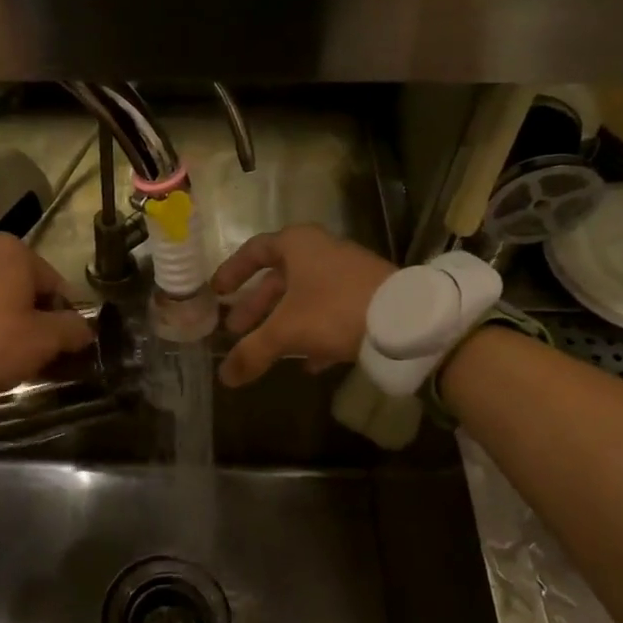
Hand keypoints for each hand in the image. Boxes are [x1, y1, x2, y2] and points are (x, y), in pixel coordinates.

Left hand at [0, 235, 93, 393]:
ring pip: (1, 301)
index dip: (65, 322)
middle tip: (36, 357)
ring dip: (10, 326)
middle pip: (28, 293)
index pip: (58, 289)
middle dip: (36, 323)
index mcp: (17, 251)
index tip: (61, 350)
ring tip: (7, 358)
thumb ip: (72, 330)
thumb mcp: (43, 340)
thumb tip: (85, 329)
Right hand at [211, 226, 396, 387]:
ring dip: (282, 322)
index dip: (233, 271)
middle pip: (279, 278)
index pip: (254, 251)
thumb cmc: (334, 310)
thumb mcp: (286, 331)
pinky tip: (308, 364)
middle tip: (237, 329)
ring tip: (266, 350)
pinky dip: (313, 333)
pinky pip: (330, 312)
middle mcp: (321, 252)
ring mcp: (347, 273)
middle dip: (256, 306)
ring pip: (304, 297)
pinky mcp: (368, 295)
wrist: (405, 320)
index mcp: (297, 245)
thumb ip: (252, 352)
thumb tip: (225, 377)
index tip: (218, 293)